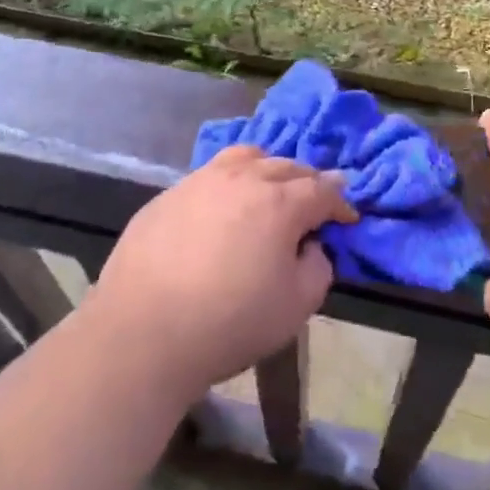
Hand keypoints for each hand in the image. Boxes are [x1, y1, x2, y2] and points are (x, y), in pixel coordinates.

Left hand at [83, 146, 357, 399]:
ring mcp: (201, 181)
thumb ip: (317, 268)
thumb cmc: (230, 322)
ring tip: (268, 189)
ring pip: (245, 157)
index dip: (340, 203)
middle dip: (307, 182)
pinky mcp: (168, 194)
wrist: (143, 331)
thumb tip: (310, 245)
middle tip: (313, 204)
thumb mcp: (296, 307)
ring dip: (267, 169)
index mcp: (280, 202)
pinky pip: (210, 174)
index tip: (347, 218)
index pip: (322, 189)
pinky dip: (229, 182)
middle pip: (286, 166)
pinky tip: (222, 208)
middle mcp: (243, 178)